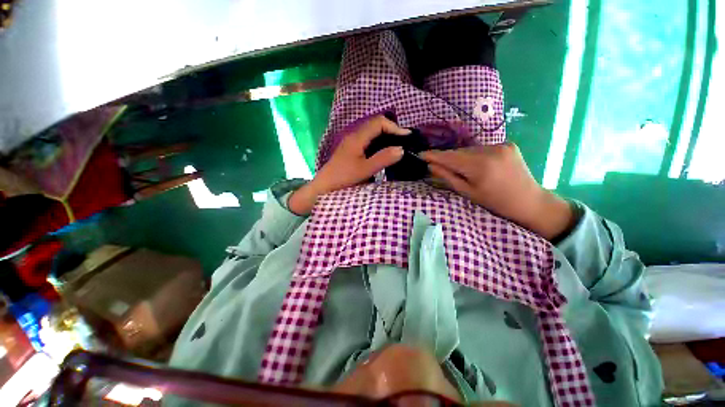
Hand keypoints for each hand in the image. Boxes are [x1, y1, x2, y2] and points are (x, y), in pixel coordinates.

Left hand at [288, 115, 410, 214]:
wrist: (324, 187)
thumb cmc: (344, 178)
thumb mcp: (365, 170)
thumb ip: (383, 158)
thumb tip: (401, 149)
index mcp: (357, 137)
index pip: (379, 122)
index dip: (394, 127)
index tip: (406, 137)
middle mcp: (354, 135)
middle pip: (375, 124)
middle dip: (391, 130)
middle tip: (404, 141)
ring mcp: (352, 142)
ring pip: (372, 132)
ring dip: (385, 136)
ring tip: (397, 145)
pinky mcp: (351, 149)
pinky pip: (368, 140)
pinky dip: (379, 143)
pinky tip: (384, 152)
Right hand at [421, 143, 574, 239]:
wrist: (529, 201)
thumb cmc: (495, 203)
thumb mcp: (467, 193)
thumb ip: (447, 177)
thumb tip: (431, 165)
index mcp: (479, 166)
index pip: (449, 157)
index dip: (433, 155)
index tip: (420, 154)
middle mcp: (490, 150)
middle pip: (458, 152)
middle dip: (446, 157)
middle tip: (435, 163)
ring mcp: (501, 145)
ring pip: (469, 149)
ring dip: (460, 157)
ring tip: (458, 168)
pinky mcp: (508, 144)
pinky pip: (481, 148)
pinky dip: (473, 155)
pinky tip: (476, 165)